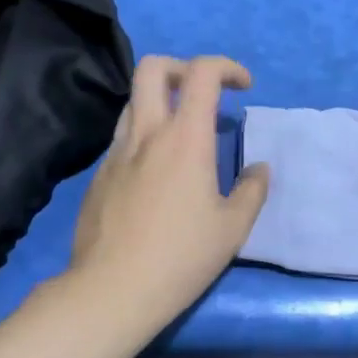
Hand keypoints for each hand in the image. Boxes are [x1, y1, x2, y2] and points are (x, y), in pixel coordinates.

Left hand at [68, 54, 269, 321]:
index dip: (227, 67)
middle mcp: (147, 133)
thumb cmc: (181, 257)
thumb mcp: (233, 229)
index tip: (243, 87)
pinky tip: (156, 175)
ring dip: (160, 101)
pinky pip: (123, 138)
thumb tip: (259, 169)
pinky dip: (144, 137)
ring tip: (182, 134)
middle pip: (153, 67)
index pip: (202, 73)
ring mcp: (116, 152)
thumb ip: (252, 191)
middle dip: (183, 67)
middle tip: (204, 94)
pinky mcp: (99, 175)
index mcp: (185, 138)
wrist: (111, 291)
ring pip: (133, 101)